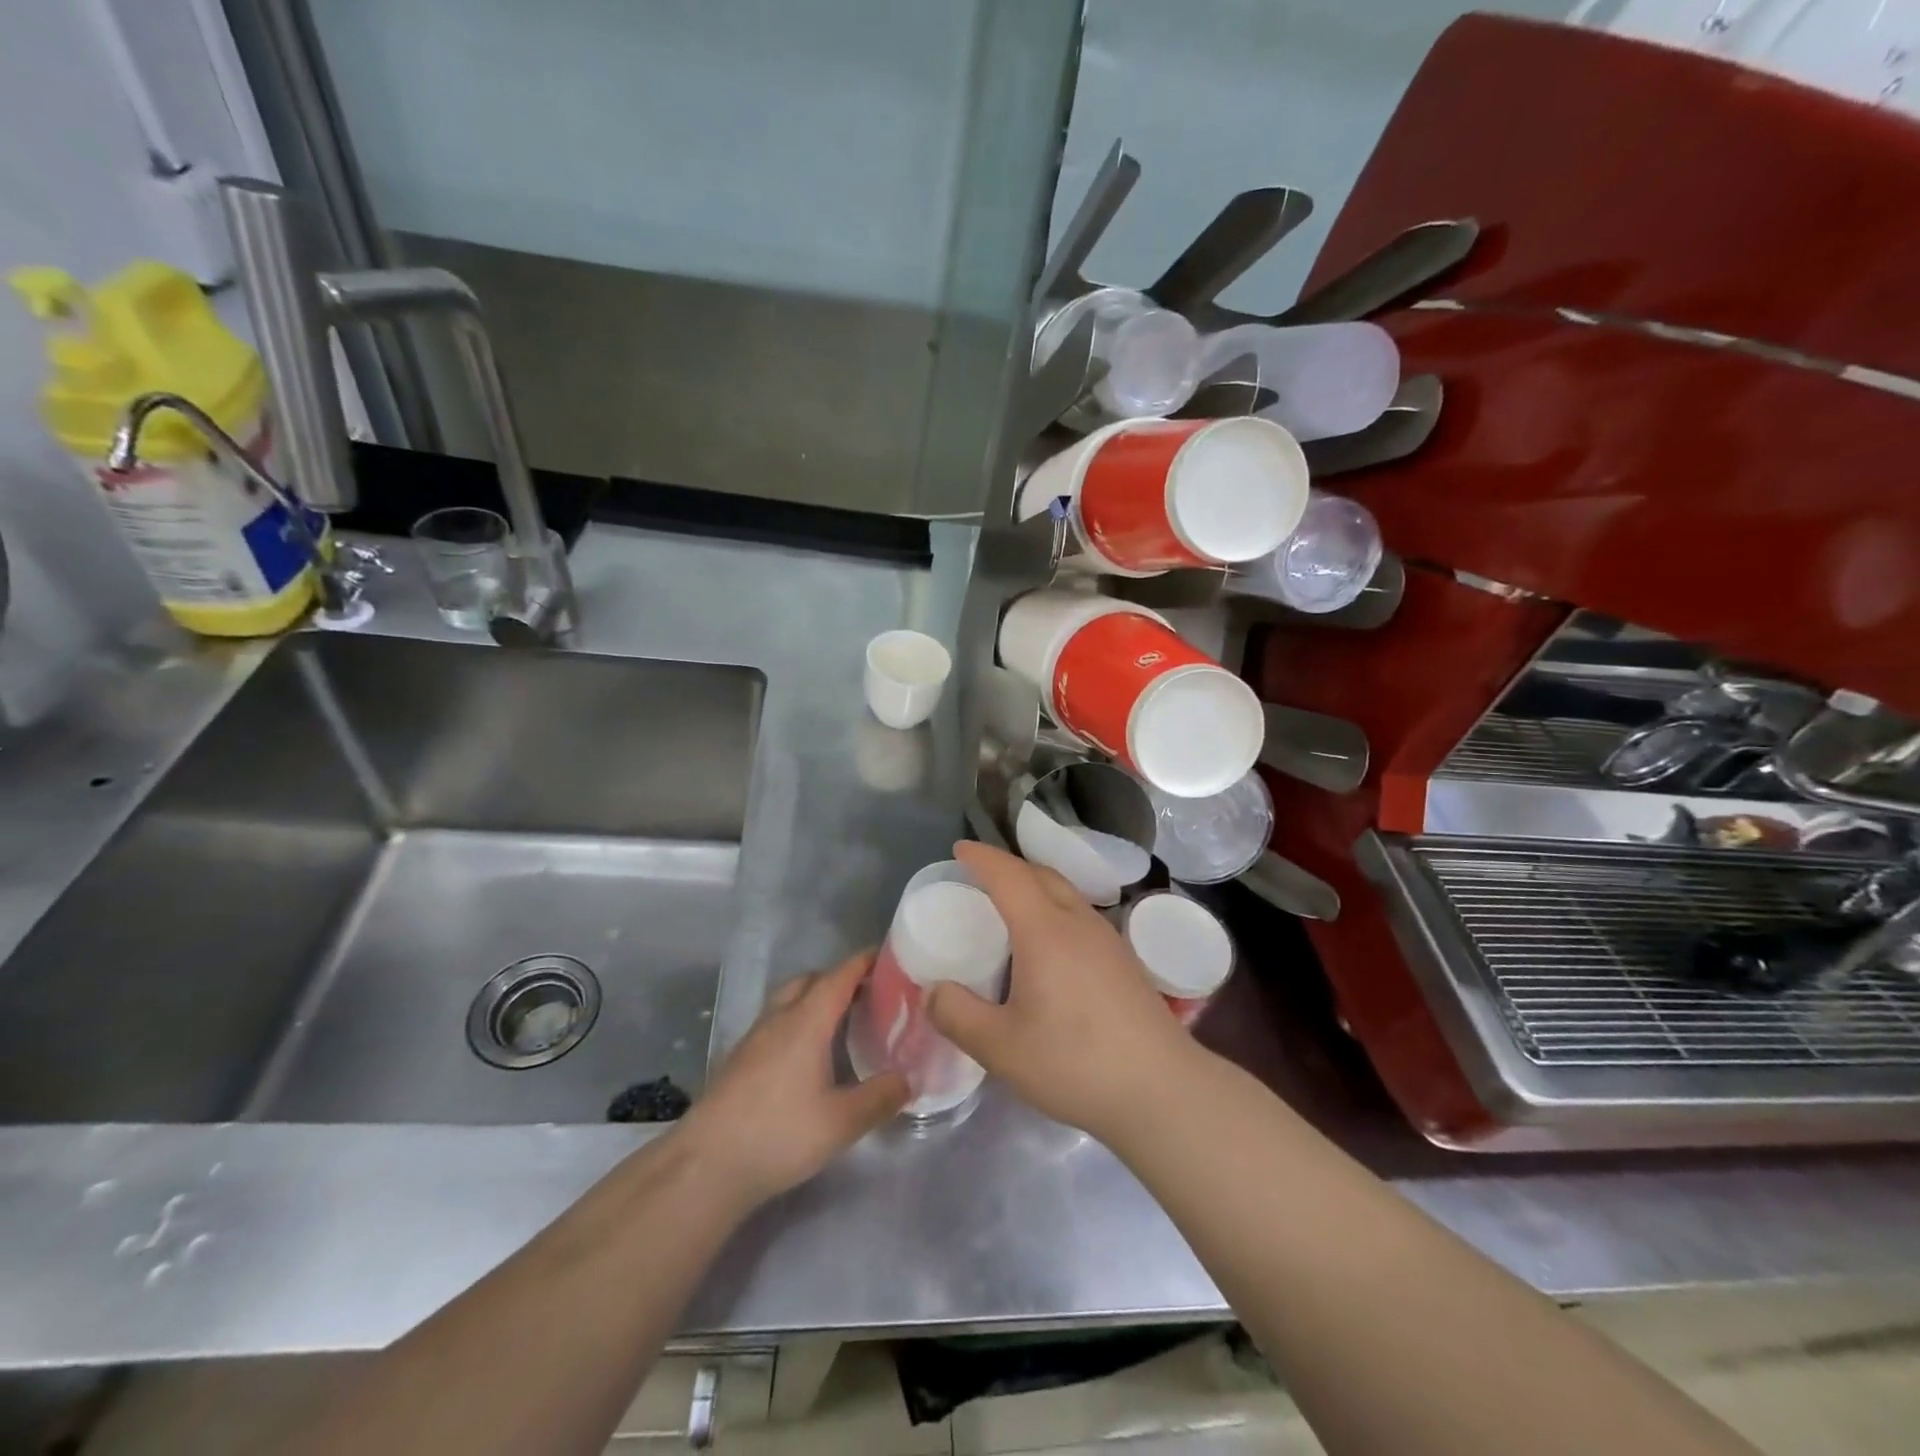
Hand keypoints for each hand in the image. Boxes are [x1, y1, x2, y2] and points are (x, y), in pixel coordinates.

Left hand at [677, 951, 907, 1210]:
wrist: (705, 1166)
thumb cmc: (779, 1134)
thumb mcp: (842, 1122)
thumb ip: (880, 1097)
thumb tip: (910, 1079)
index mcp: (807, 1021)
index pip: (840, 975)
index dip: (865, 962)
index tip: (890, 957)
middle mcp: (779, 1018)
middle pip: (811, 980)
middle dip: (840, 979)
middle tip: (870, 995)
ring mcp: (754, 1038)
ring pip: (789, 1000)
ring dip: (815, 1000)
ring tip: (842, 1023)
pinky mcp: (739, 1060)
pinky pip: (776, 1023)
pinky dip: (798, 1022)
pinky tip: (808, 1055)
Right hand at [926, 841, 1198, 1141]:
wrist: (1161, 1090)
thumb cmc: (1075, 1062)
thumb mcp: (1001, 1048)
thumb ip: (958, 1016)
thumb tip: (933, 991)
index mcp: (1045, 930)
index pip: (1009, 875)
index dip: (982, 857)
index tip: (959, 848)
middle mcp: (1078, 922)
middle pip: (1041, 875)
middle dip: (1008, 866)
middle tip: (980, 875)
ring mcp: (1108, 939)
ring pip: (1066, 893)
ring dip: (1035, 885)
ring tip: (1011, 906)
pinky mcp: (1124, 961)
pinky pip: (1080, 914)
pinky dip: (1054, 908)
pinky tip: (1050, 945)